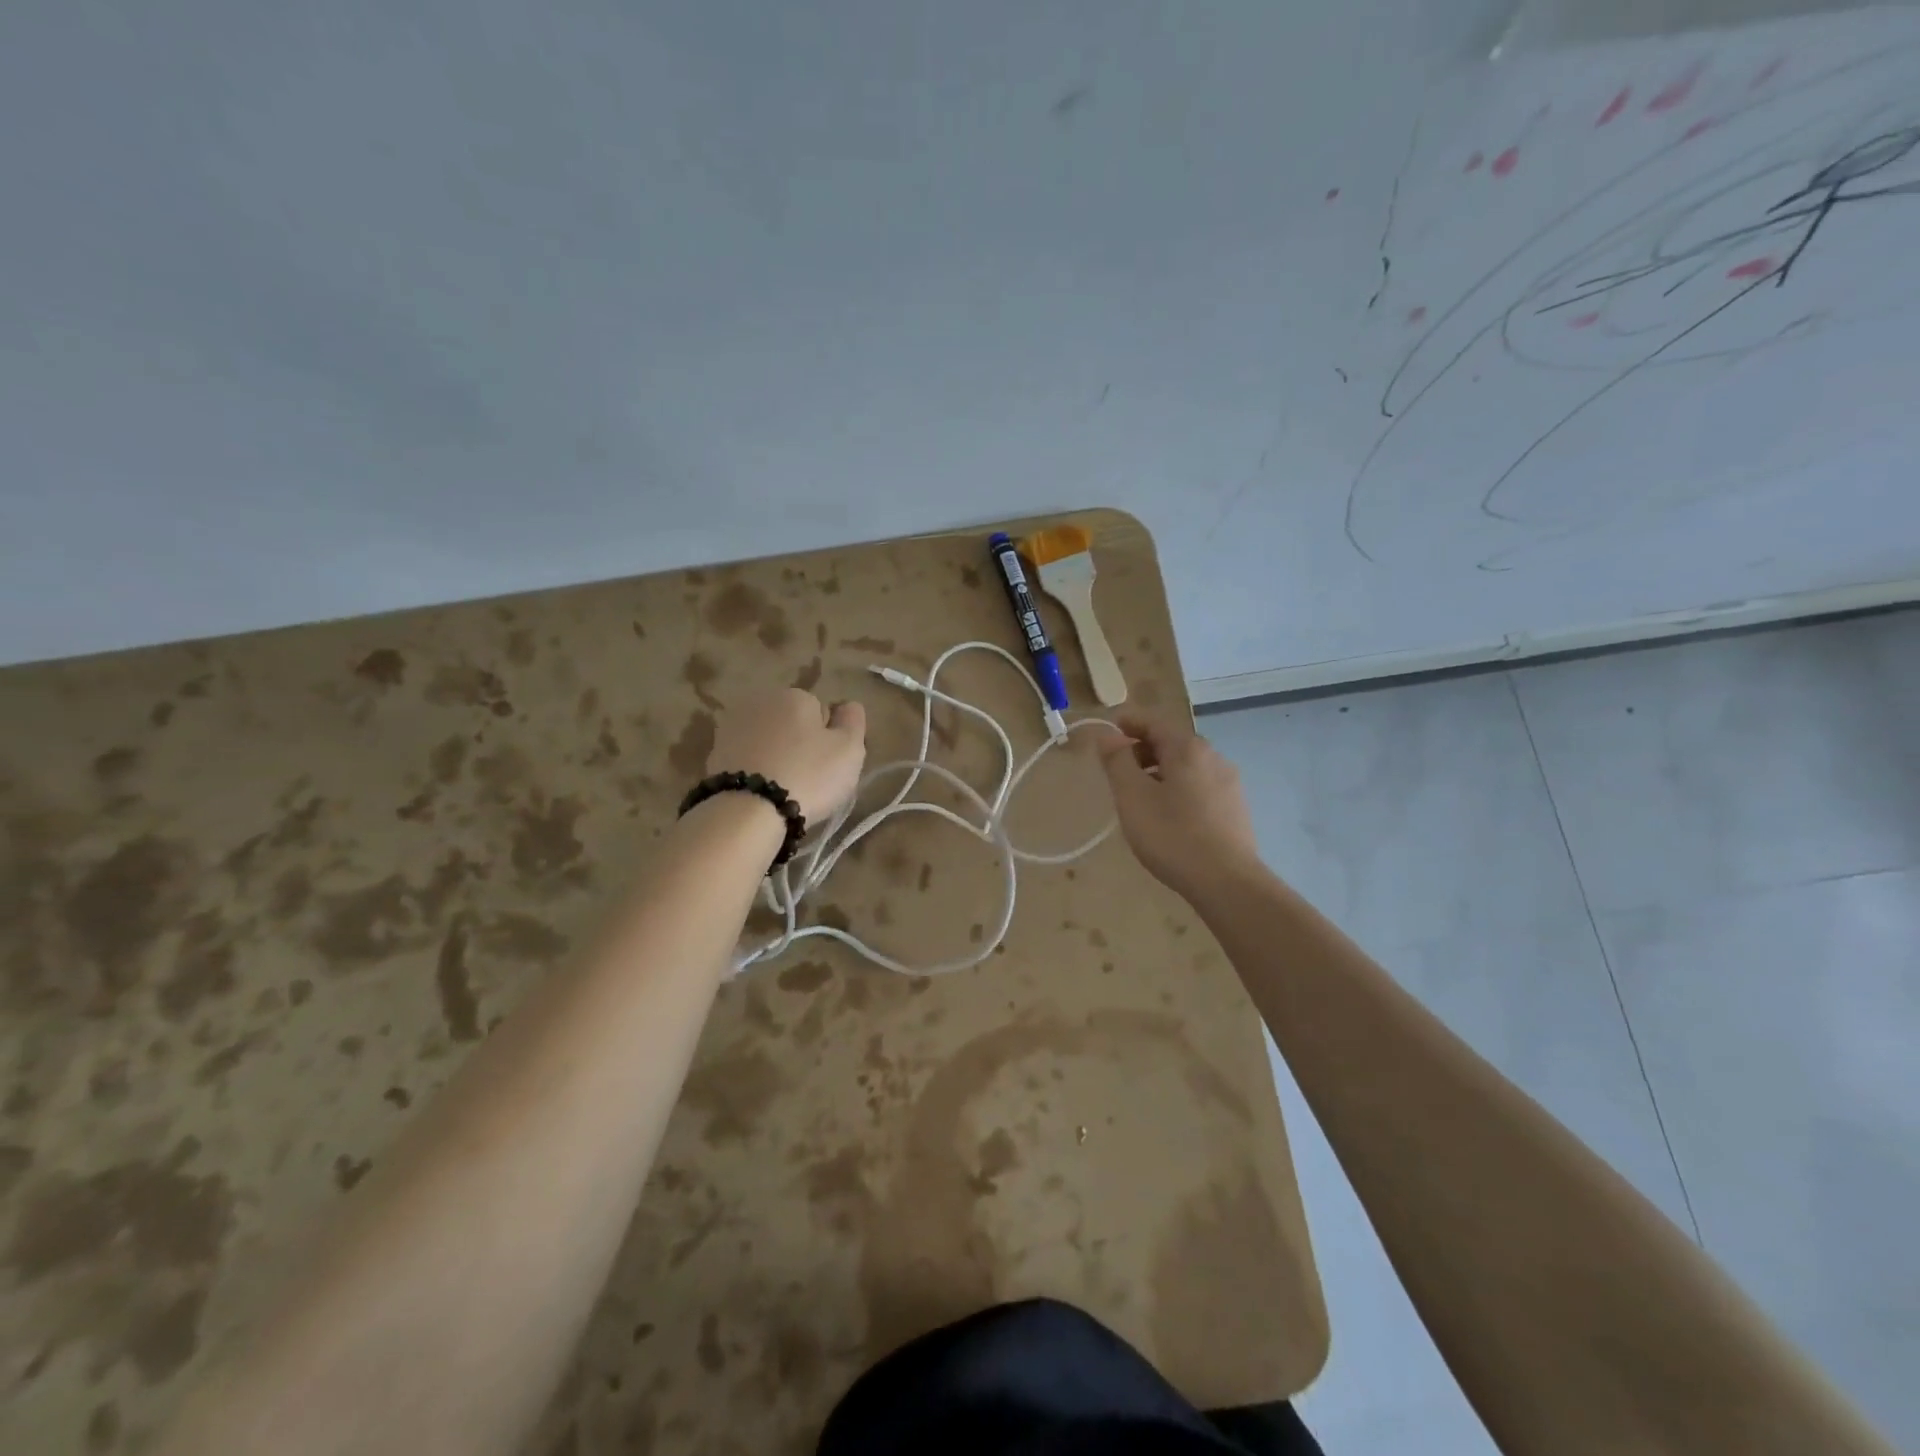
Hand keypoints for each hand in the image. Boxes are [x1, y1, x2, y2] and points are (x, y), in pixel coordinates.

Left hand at [707, 689, 866, 824]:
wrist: (748, 810)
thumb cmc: (808, 775)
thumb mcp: (849, 749)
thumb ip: (853, 721)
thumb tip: (847, 705)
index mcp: (795, 695)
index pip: (821, 712)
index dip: (828, 739)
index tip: (828, 764)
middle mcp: (760, 701)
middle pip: (791, 723)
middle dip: (799, 743)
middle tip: (808, 778)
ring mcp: (732, 726)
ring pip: (767, 740)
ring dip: (775, 756)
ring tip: (783, 788)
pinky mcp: (714, 753)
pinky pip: (746, 758)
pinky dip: (754, 770)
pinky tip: (760, 792)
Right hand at [1093, 711, 1260, 896]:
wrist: (1227, 882)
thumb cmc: (1172, 835)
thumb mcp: (1132, 797)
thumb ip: (1117, 761)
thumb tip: (1108, 736)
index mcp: (1188, 748)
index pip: (1154, 721)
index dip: (1129, 722)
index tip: (1108, 729)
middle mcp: (1213, 757)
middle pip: (1172, 742)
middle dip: (1143, 748)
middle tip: (1118, 768)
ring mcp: (1229, 783)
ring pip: (1187, 766)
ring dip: (1160, 770)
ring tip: (1140, 794)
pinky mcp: (1235, 808)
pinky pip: (1200, 786)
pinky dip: (1178, 787)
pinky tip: (1168, 814)